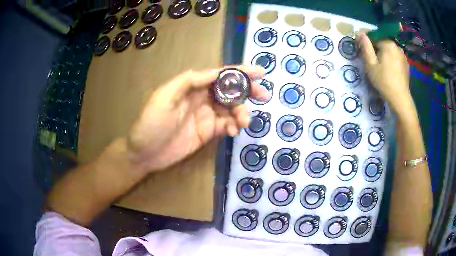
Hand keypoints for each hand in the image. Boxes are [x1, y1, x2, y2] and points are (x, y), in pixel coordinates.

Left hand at [127, 66, 267, 171]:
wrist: (145, 153)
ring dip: (241, 113)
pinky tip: (233, 132)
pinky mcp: (208, 132)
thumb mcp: (164, 96)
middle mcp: (202, 98)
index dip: (240, 73)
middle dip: (247, 91)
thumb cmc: (151, 123)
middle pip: (230, 90)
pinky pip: (226, 125)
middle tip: (263, 96)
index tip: (259, 73)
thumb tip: (214, 73)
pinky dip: (233, 127)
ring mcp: (206, 116)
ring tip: (244, 122)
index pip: (220, 76)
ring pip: (231, 109)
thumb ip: (188, 81)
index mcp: (192, 86)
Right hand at [357, 34, 411, 114]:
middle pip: (382, 42)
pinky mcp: (406, 64)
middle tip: (371, 60)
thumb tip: (360, 33)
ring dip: (383, 54)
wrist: (400, 98)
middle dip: (375, 48)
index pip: (373, 36)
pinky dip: (390, 59)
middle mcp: (396, 46)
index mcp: (388, 44)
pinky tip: (389, 69)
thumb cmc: (384, 81)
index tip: (360, 49)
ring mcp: (403, 55)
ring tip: (380, 65)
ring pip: (389, 50)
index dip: (365, 42)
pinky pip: (395, 57)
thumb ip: (365, 46)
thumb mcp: (371, 64)